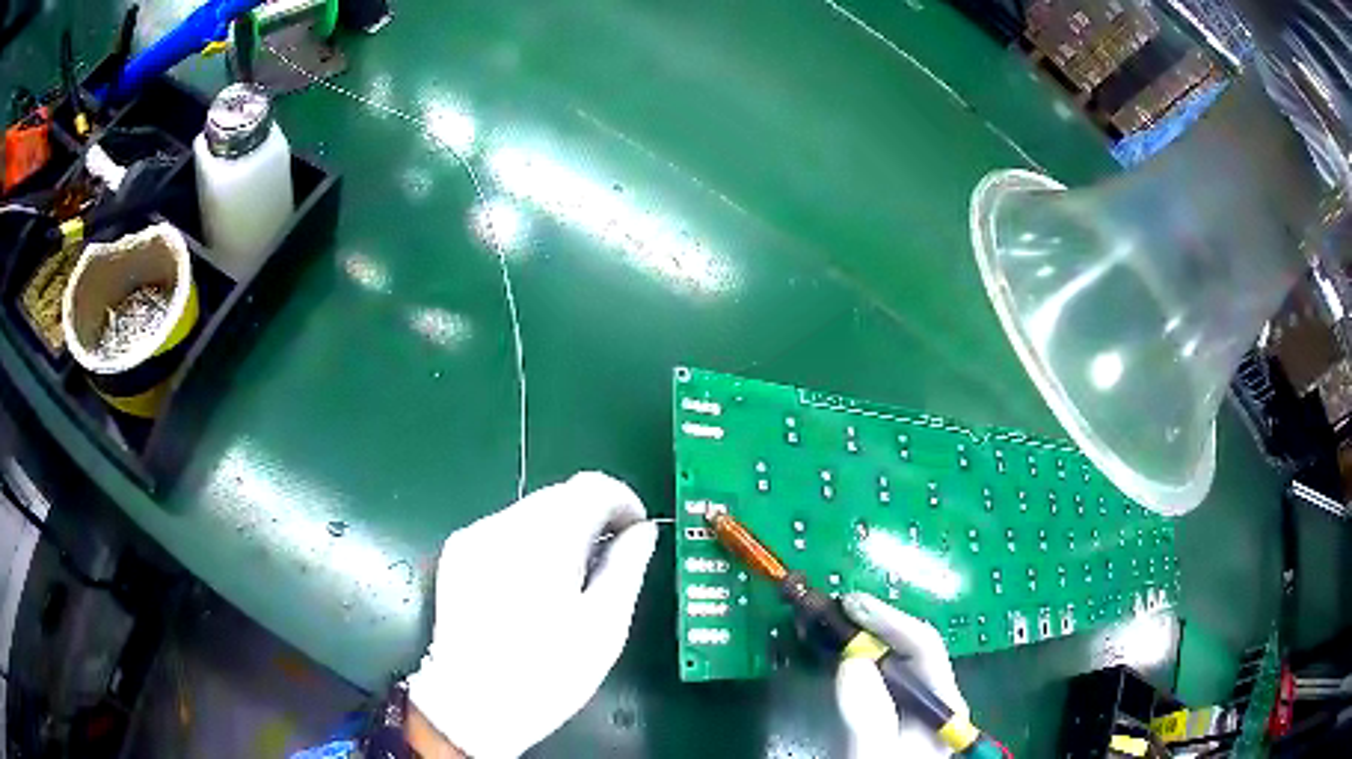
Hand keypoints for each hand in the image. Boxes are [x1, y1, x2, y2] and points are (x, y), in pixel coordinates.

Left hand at [406, 472, 658, 758]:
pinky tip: (532, 586)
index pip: (591, 486)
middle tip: (609, 561)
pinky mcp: (457, 553)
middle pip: (560, 495)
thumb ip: (626, 567)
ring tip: (570, 580)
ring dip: (560, 530)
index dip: (622, 501)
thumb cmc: (548, 673)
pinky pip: (504, 530)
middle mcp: (504, 525)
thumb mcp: (604, 626)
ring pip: (532, 511)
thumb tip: (642, 531)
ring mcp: (474, 537)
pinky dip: (529, 543)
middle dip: (592, 517)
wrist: (472, 705)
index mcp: (545, 539)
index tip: (636, 532)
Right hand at [835, 592, 968, 758]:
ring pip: (892, 659)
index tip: (850, 604)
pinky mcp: (890, 714)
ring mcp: (911, 705)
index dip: (889, 620)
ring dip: (863, 636)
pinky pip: (875, 676)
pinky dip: (854, 658)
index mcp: (942, 704)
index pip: (924, 646)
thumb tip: (853, 661)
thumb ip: (869, 716)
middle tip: (834, 608)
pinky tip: (835, 653)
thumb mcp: (874, 756)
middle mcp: (932, 697)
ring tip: (831, 622)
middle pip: (909, 647)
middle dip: (874, 623)